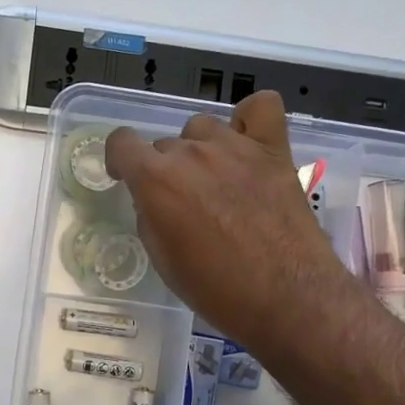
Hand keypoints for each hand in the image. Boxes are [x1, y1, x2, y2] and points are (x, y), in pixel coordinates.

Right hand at [105, 92, 359, 353]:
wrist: (285, 297)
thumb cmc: (216, 290)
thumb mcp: (163, 260)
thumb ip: (151, 218)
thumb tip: (155, 201)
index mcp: (157, 180)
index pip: (122, 143)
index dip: (119, 160)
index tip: (126, 178)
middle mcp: (192, 153)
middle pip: (165, 144)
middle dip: (165, 169)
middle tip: (182, 203)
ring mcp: (236, 146)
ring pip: (203, 127)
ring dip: (201, 148)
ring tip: (215, 179)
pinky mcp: (274, 150)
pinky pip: (261, 107)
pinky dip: (249, 119)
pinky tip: (247, 143)